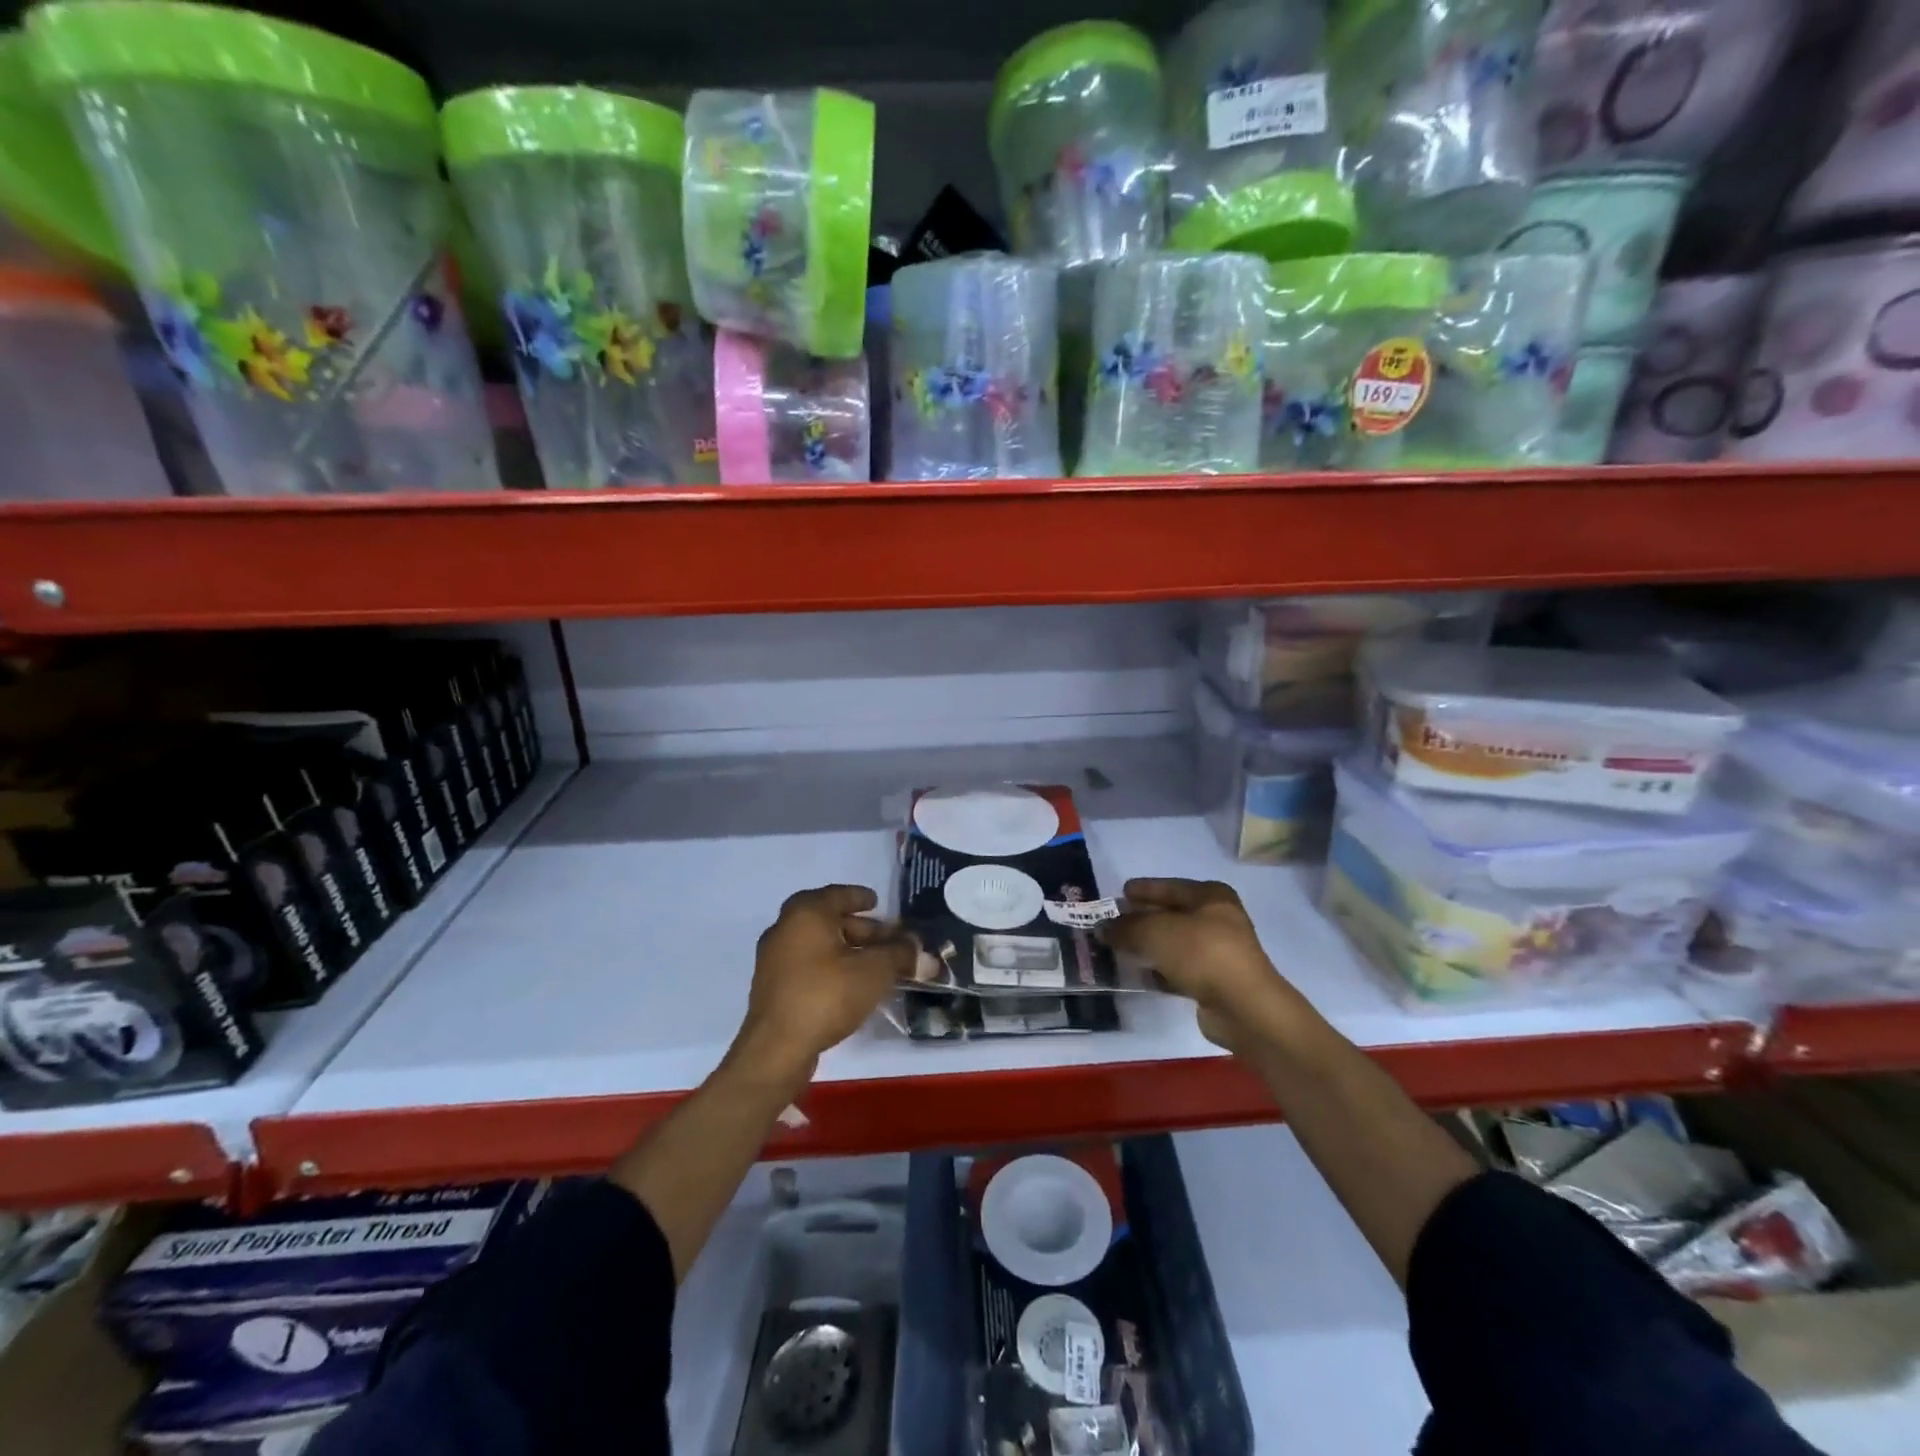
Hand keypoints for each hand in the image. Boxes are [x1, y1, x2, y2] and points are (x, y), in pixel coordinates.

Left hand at [733, 885, 913, 1085]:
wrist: (776, 1049)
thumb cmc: (826, 995)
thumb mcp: (874, 971)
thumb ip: (901, 956)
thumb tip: (925, 954)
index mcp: (806, 913)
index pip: (837, 895)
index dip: (860, 897)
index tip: (877, 902)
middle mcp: (785, 928)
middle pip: (829, 920)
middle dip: (861, 929)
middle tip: (888, 939)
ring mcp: (774, 959)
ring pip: (818, 944)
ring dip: (847, 949)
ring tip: (876, 964)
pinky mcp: (773, 987)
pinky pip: (808, 965)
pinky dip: (831, 966)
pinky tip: (852, 984)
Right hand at [1105, 878, 1298, 1053]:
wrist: (1243, 1007)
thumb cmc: (1201, 953)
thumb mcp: (1155, 932)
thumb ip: (1125, 927)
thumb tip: (1101, 928)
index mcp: (1211, 897)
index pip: (1170, 887)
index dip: (1144, 889)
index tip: (1120, 892)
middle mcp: (1218, 920)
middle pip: (1172, 915)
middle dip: (1142, 919)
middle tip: (1114, 922)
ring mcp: (1219, 953)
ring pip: (1174, 944)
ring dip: (1149, 946)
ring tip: (1119, 949)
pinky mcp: (1215, 982)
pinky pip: (1179, 969)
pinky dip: (1160, 971)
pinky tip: (1139, 975)